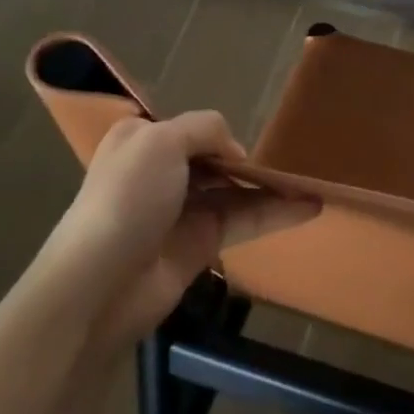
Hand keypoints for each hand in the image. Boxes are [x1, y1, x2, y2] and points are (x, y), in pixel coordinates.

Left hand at [28, 111, 319, 350]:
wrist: (100, 284)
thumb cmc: (127, 199)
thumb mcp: (161, 142)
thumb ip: (204, 129)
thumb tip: (235, 152)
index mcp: (142, 141)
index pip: (190, 129)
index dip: (219, 135)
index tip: (244, 146)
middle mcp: (161, 172)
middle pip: (215, 160)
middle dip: (250, 161)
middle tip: (291, 162)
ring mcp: (182, 211)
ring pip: (235, 191)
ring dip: (271, 188)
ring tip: (313, 184)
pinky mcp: (201, 245)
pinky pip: (244, 222)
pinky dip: (276, 214)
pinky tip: (309, 207)